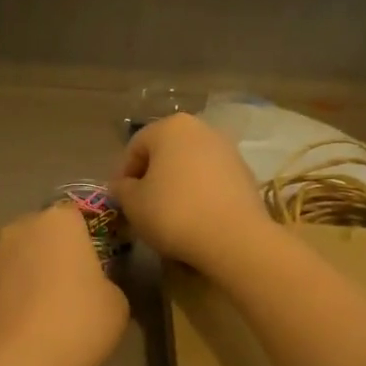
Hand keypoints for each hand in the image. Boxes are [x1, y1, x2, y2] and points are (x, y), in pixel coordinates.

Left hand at [0, 204, 128, 365]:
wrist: (12, 363)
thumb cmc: (75, 323)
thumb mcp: (117, 304)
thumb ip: (106, 282)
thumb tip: (92, 286)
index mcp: (59, 221)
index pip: (77, 216)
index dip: (86, 241)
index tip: (95, 268)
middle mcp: (20, 226)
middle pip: (43, 233)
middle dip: (55, 254)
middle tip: (71, 290)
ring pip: (19, 257)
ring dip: (30, 275)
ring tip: (45, 313)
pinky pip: (1, 283)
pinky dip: (11, 296)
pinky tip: (23, 326)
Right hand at [111, 113, 273, 272]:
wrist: (234, 238)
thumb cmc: (173, 213)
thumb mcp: (133, 203)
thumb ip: (121, 189)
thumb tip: (122, 185)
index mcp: (170, 127)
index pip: (135, 147)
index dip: (123, 175)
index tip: (121, 200)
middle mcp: (200, 129)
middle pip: (164, 152)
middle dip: (151, 177)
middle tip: (142, 206)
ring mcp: (227, 149)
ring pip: (189, 165)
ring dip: (176, 184)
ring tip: (169, 214)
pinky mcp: (244, 173)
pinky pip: (211, 179)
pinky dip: (199, 193)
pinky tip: (194, 217)